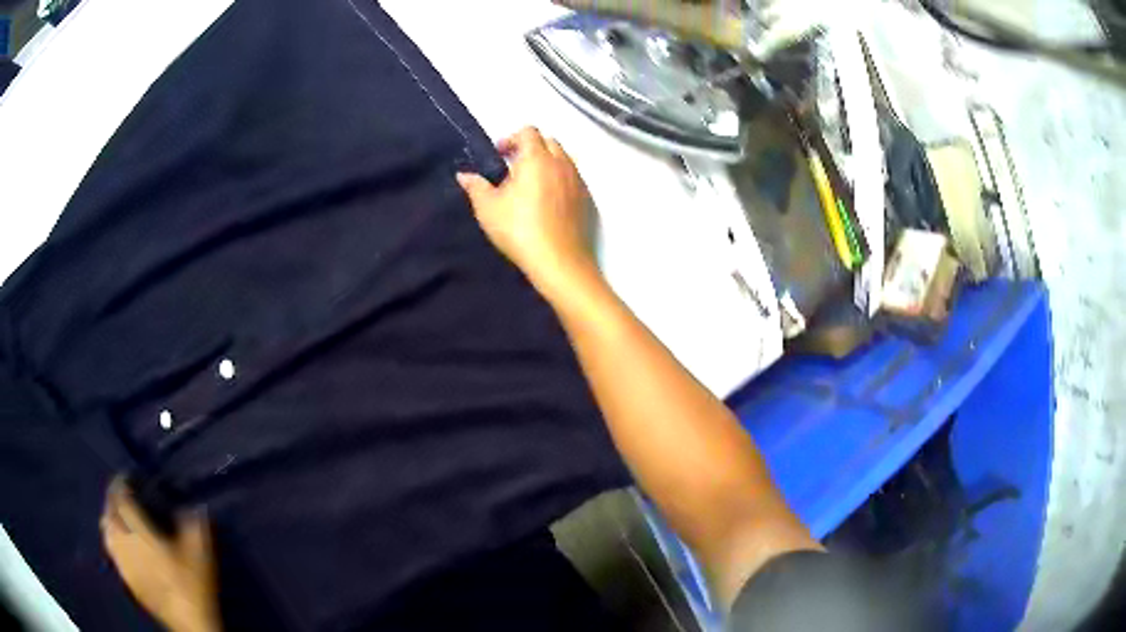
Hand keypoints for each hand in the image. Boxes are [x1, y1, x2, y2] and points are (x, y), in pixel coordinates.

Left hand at [101, 479, 219, 631]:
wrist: (189, 623)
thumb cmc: (193, 585)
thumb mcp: (201, 553)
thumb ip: (195, 525)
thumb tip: (194, 505)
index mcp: (140, 531)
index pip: (121, 498)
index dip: (121, 482)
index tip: (128, 476)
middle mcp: (125, 542)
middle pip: (109, 511)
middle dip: (112, 497)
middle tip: (121, 492)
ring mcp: (123, 562)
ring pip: (105, 530)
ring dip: (108, 516)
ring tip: (116, 515)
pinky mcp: (125, 578)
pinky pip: (110, 550)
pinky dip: (111, 539)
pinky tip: (119, 543)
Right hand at [456, 127, 596, 296]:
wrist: (558, 261)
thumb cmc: (519, 229)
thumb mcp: (488, 208)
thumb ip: (475, 186)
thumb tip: (464, 175)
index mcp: (537, 158)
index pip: (528, 131)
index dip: (511, 138)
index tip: (499, 155)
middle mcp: (561, 163)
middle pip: (548, 141)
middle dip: (530, 148)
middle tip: (513, 168)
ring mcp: (577, 180)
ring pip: (563, 158)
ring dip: (546, 162)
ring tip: (530, 185)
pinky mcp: (586, 198)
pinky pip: (572, 177)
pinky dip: (559, 179)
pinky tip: (547, 201)